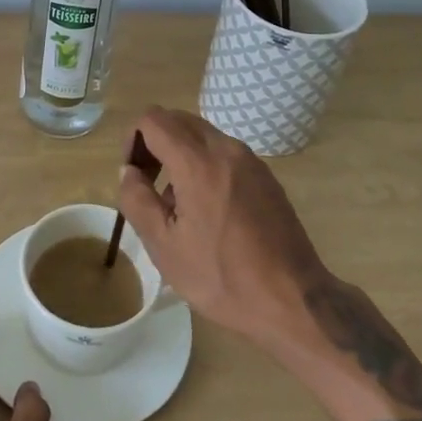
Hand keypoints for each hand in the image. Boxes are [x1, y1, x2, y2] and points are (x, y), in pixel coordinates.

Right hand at [116, 107, 328, 343]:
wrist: (292, 300)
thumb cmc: (221, 276)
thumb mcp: (164, 246)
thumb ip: (137, 200)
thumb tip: (129, 172)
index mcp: (197, 162)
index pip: (154, 119)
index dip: (133, 139)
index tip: (134, 175)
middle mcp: (226, 149)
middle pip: (178, 120)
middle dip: (155, 142)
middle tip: (149, 184)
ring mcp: (250, 160)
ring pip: (202, 135)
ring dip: (180, 154)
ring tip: (179, 204)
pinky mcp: (265, 175)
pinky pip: (224, 153)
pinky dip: (205, 164)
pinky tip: (209, 210)